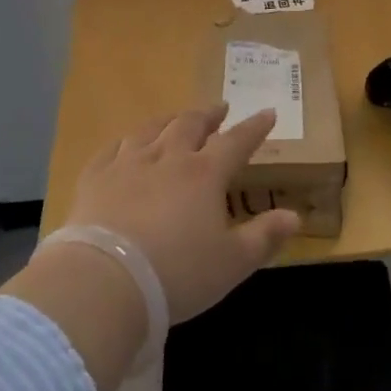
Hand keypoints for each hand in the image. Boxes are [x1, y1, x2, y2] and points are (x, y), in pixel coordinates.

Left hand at [64, 104, 301, 323]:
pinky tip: (125, 144)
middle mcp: (168, 158)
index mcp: (204, 174)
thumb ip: (264, 236)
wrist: (105, 281)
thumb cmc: (177, 273)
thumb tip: (295, 216)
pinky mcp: (95, 178)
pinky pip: (112, 149)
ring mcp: (127, 164)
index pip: (236, 141)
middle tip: (218, 110)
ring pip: (151, 130)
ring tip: (175, 119)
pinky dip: (125, 142)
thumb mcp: (232, 263)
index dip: (254, 127)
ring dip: (168, 121)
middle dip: (208, 115)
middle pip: (190, 125)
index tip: (267, 112)